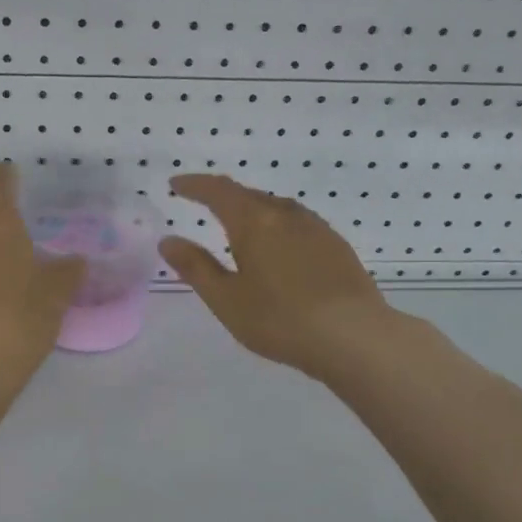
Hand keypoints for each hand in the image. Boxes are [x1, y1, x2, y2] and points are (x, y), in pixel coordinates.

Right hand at [159, 174, 399, 381]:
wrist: (353, 336)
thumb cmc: (279, 319)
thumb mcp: (226, 299)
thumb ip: (195, 267)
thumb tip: (168, 240)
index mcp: (254, 221)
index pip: (217, 191)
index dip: (194, 185)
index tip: (176, 185)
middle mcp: (286, 214)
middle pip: (248, 195)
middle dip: (223, 196)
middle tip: (204, 203)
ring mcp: (316, 228)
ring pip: (276, 208)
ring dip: (253, 210)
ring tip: (239, 226)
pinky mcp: (337, 246)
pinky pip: (297, 224)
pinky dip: (277, 226)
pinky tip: (279, 248)